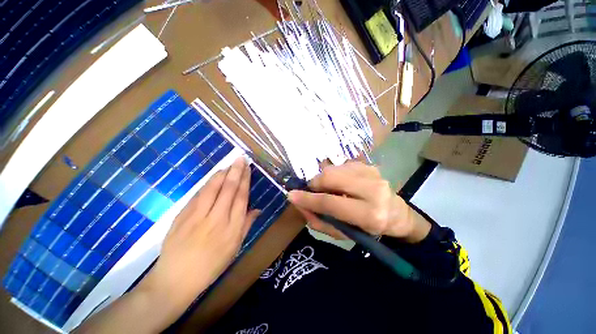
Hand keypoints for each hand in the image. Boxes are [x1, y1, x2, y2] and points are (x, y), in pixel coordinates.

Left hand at [138, 157, 259, 322]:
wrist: (175, 280)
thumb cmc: (211, 266)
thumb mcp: (234, 248)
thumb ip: (246, 225)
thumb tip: (257, 209)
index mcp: (232, 228)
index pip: (241, 197)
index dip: (245, 181)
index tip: (247, 169)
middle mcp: (217, 218)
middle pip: (228, 189)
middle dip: (235, 172)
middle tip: (240, 159)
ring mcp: (198, 216)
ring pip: (212, 189)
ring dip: (221, 174)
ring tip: (228, 164)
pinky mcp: (182, 216)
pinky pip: (198, 196)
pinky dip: (206, 184)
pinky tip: (212, 178)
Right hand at [287, 161, 429, 242]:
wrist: (396, 214)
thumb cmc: (368, 229)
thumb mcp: (343, 233)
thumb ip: (318, 220)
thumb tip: (299, 204)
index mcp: (369, 214)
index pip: (330, 202)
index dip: (308, 199)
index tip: (291, 195)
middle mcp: (373, 190)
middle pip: (331, 177)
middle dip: (316, 183)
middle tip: (314, 192)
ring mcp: (372, 173)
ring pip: (334, 169)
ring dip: (324, 179)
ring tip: (329, 189)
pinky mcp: (369, 165)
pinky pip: (341, 165)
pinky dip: (334, 174)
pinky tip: (341, 183)